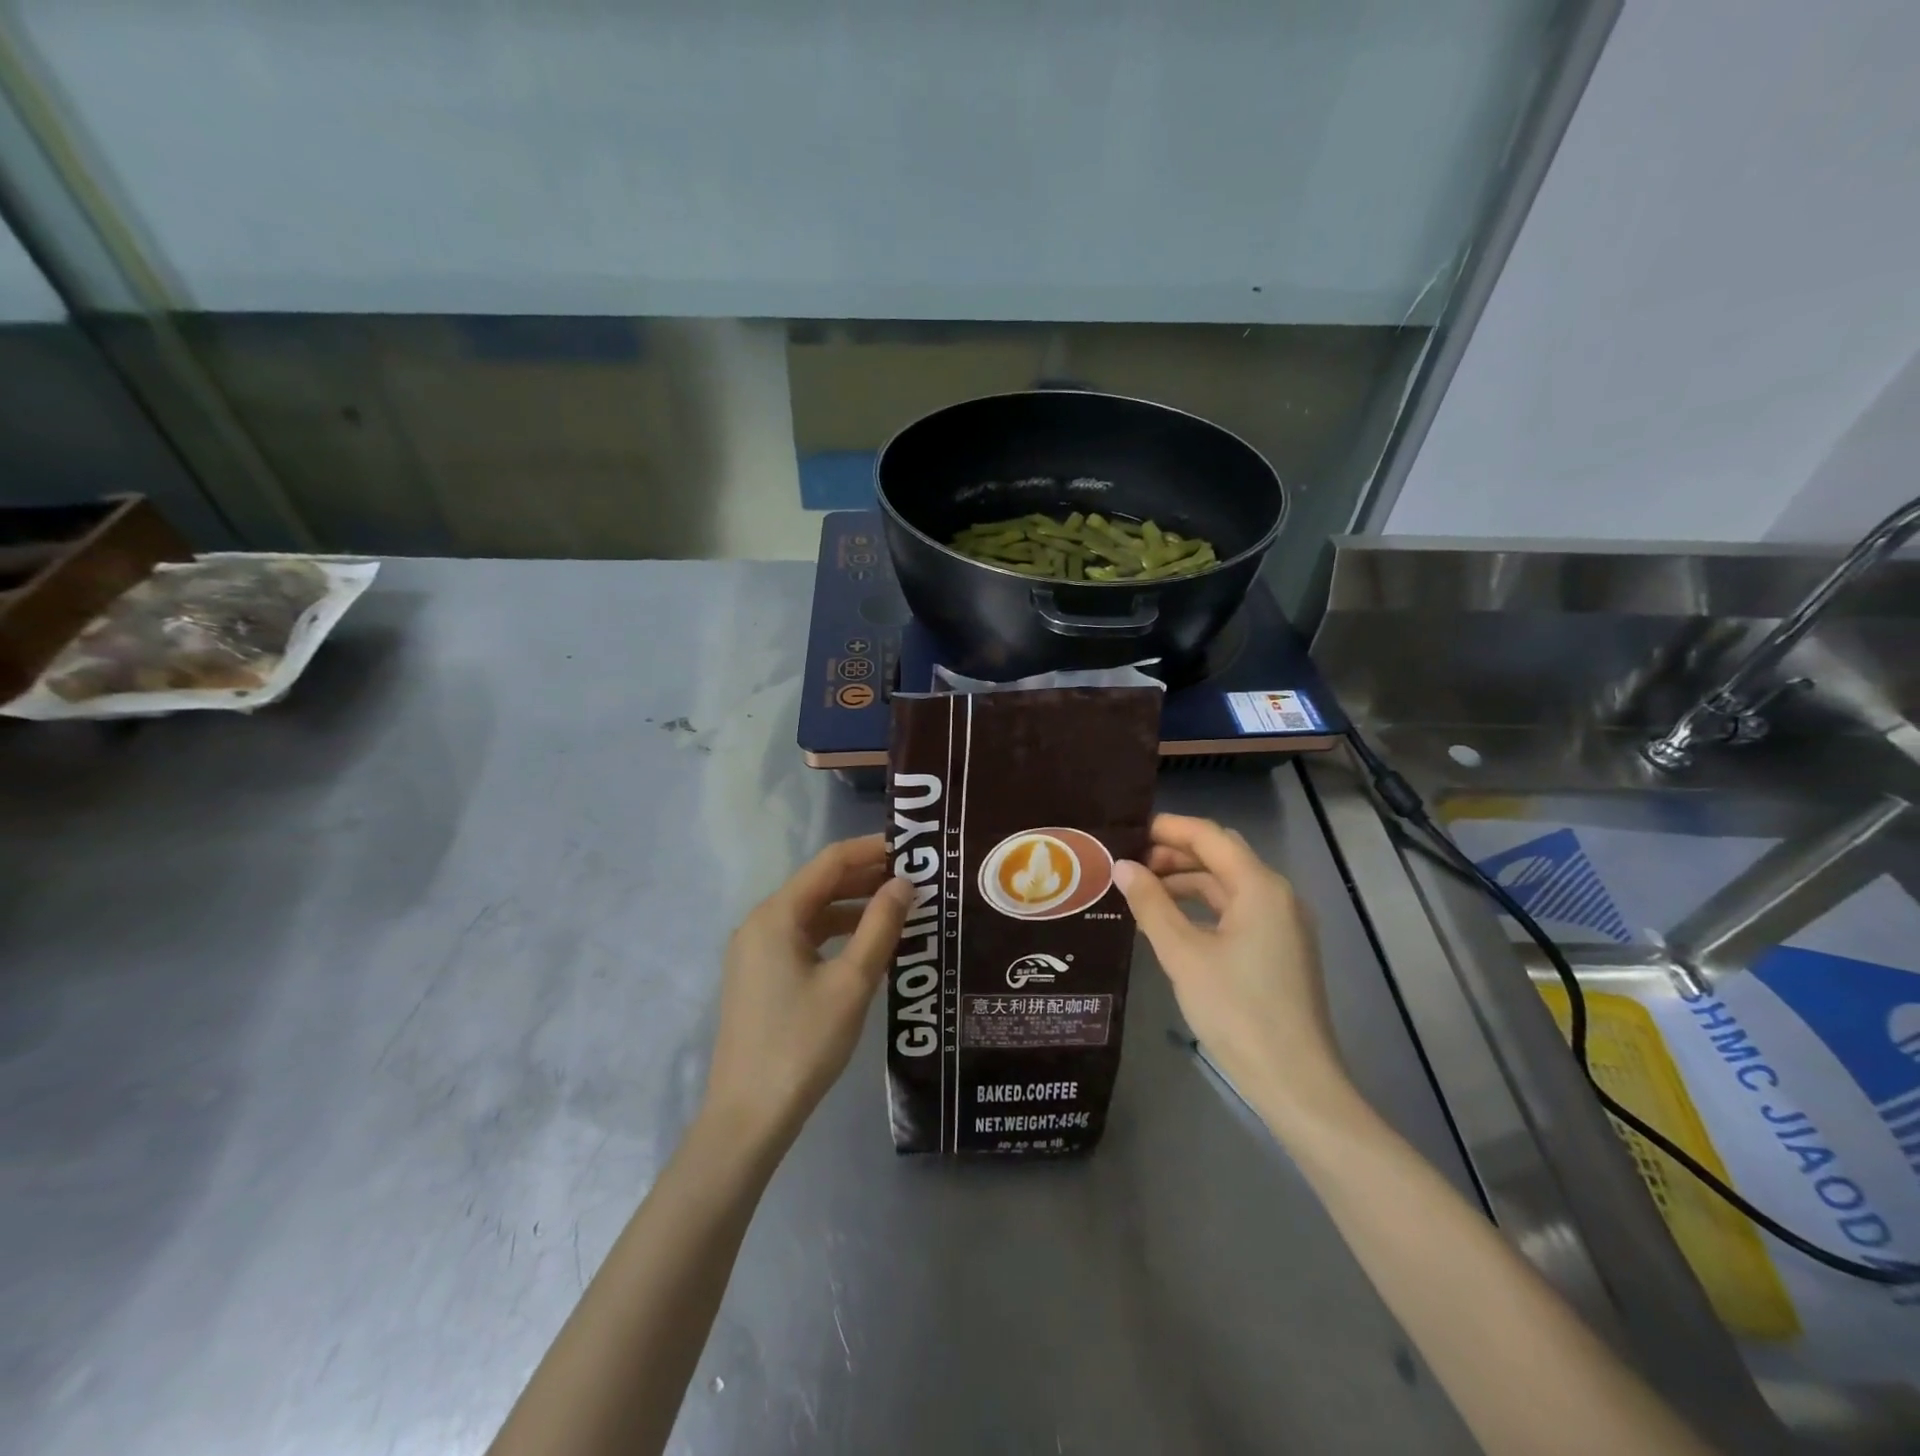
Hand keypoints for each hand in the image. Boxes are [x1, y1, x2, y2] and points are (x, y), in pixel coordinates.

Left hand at [704, 835, 909, 1147]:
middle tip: (915, 879)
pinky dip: (836, 933)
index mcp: (777, 915)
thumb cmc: (803, 1044)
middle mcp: (760, 923)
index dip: (871, 849)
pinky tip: (867, 945)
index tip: (912, 848)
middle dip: (866, 877)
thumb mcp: (852, 983)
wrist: (748, 1116)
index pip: (830, 862)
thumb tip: (904, 883)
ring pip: (812, 913)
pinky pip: (802, 938)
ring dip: (853, 907)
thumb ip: (880, 926)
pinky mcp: (759, 976)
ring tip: (900, 909)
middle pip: (819, 884)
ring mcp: (755, 951)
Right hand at [1114, 814, 1347, 1116]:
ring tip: (1142, 891)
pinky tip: (1172, 922)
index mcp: (1260, 887)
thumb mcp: (1183, 955)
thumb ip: (1151, 905)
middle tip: (1130, 862)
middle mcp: (1278, 895)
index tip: (1128, 830)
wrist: (1294, 1081)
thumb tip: (1122, 867)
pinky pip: (1237, 910)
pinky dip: (1203, 907)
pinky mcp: (1279, 949)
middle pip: (1222, 855)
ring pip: (1228, 884)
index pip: (1210, 837)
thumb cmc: (1236, 1011)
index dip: (1168, 828)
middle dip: (1175, 852)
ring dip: (1187, 881)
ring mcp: (1282, 924)